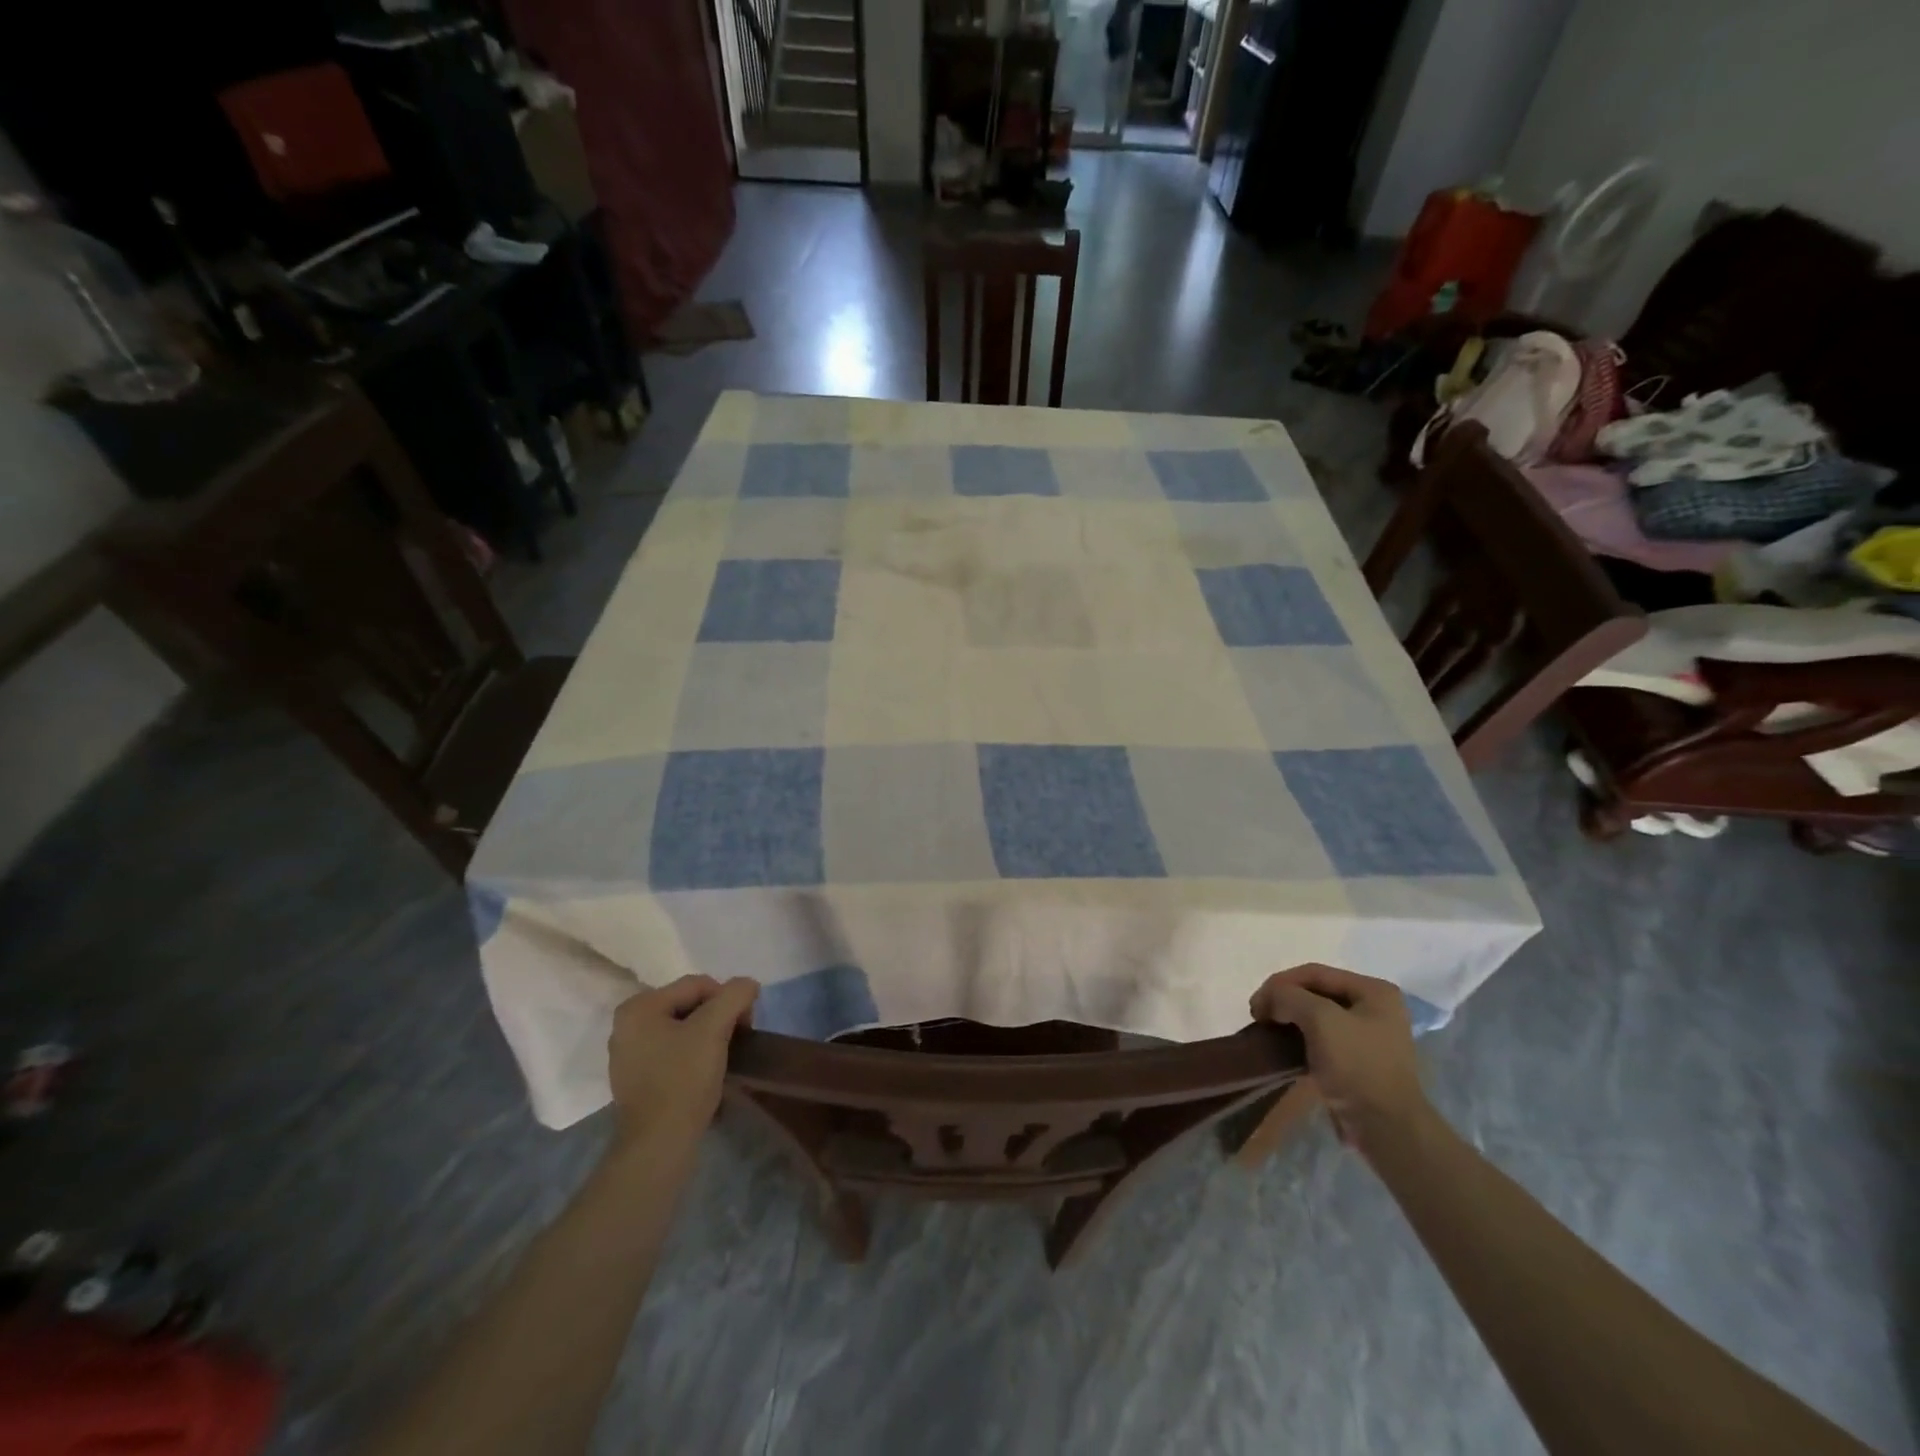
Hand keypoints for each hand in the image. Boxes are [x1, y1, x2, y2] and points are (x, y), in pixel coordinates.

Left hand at [607, 975, 758, 1149]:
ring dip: (708, 1035)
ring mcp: (628, 1054)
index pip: (698, 984)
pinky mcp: (636, 1078)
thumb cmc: (683, 1079)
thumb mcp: (714, 1028)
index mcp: (639, 1007)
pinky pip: (672, 1050)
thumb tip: (748, 986)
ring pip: (682, 1028)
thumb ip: (734, 995)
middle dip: (718, 1017)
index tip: (746, 1025)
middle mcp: (627, 1025)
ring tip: (724, 1056)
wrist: (659, 1145)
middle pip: (689, 1004)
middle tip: (738, 1039)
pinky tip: (706, 1071)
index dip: (728, 999)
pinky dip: (693, 1054)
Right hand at [1250, 963, 1430, 1154]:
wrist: (1386, 1128)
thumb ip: (1289, 996)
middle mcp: (1374, 1007)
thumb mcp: (1320, 1019)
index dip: (1280, 983)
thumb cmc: (1357, 1066)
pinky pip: (1322, 1038)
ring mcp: (1368, 1035)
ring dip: (1288, 1019)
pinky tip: (1283, 1047)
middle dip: (1284, 1000)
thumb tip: (1269, 1000)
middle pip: (1315, 992)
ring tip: (1267, 1031)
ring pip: (1316, 1015)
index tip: (1255, 1006)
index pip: (1314, 973)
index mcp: (1374, 991)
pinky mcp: (1358, 1060)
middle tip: (1258, 1017)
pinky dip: (1299, 1038)